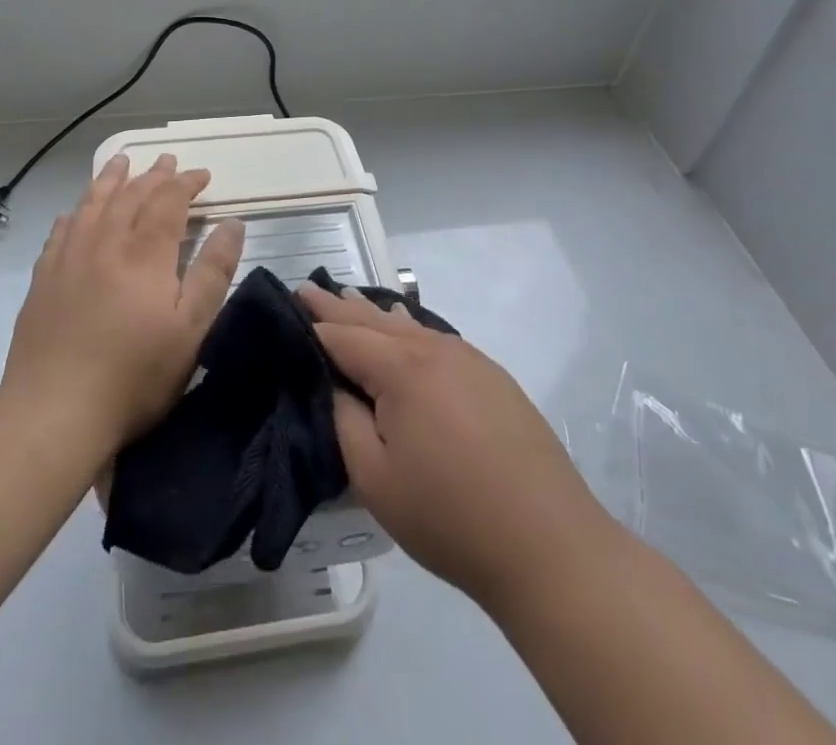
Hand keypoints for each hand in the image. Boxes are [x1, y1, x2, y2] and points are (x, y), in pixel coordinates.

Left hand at [2, 154, 244, 454]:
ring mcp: (69, 259)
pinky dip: (74, 214)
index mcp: (144, 253)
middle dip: (153, 175)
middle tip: (167, 161)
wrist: (54, 411)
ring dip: (110, 180)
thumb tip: (233, 223)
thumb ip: (213, 272)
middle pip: (130, 195)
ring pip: (92, 204)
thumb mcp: (190, 329)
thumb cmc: (134, 374)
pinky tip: (74, 212)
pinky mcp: (43, 280)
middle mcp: (105, 243)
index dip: (186, 183)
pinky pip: (60, 232)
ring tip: (120, 162)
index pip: (168, 201)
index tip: (203, 175)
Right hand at [299, 282, 611, 614]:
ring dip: (373, 314)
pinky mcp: (492, 377)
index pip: (342, 336)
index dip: (311, 324)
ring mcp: (468, 359)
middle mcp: (433, 349)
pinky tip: (403, 326)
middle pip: (374, 320)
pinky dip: (408, 328)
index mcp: (401, 368)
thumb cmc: (450, 516)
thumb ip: (344, 421)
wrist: (550, 545)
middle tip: (307, 289)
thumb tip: (334, 386)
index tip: (285, 304)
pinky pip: (436, 338)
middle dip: (338, 306)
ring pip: (407, 326)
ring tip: (347, 298)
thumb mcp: (376, 478)